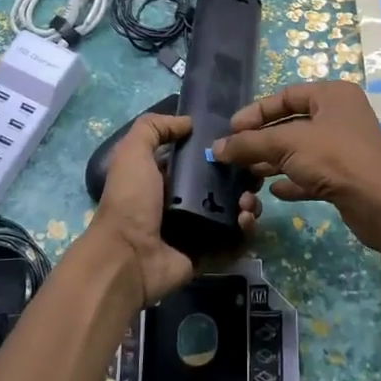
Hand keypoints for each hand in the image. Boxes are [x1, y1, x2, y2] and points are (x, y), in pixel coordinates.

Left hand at [89, 113, 261, 305]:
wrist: (127, 257)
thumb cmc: (131, 201)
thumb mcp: (133, 153)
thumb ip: (154, 128)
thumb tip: (187, 122)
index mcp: (166, 179)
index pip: (201, 161)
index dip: (222, 152)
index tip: (243, 144)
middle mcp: (183, 203)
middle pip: (224, 186)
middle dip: (243, 179)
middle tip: (253, 177)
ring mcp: (198, 231)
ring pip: (234, 212)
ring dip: (248, 204)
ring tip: (248, 202)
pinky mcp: (209, 255)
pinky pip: (235, 242)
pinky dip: (246, 232)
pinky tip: (245, 221)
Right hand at [212, 81, 380, 250]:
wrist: (378, 202)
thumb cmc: (333, 158)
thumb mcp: (286, 144)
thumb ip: (249, 143)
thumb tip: (217, 148)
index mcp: (332, 95)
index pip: (286, 96)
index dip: (257, 112)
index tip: (232, 130)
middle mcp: (341, 116)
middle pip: (292, 124)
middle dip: (262, 140)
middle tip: (235, 154)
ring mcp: (346, 147)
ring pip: (301, 150)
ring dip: (273, 161)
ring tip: (248, 174)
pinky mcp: (347, 176)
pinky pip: (313, 174)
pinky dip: (293, 180)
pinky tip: (273, 191)